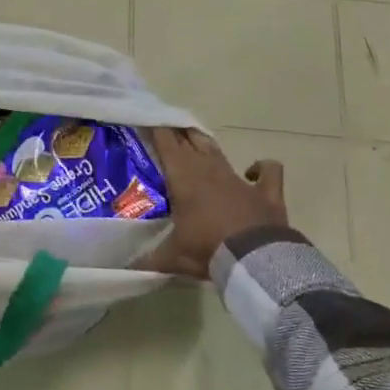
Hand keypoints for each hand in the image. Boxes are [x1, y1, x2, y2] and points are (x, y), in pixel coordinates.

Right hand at [148, 128, 287, 278]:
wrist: (255, 259)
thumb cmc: (207, 250)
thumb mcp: (171, 258)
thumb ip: (148, 260)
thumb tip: (122, 269)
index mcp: (183, 177)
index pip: (166, 143)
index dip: (156, 129)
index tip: (147, 120)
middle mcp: (209, 170)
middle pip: (191, 141)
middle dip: (178, 133)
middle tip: (167, 129)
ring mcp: (239, 178)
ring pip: (218, 151)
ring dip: (206, 145)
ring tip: (195, 140)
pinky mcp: (266, 191)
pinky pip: (267, 171)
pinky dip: (261, 168)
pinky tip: (253, 171)